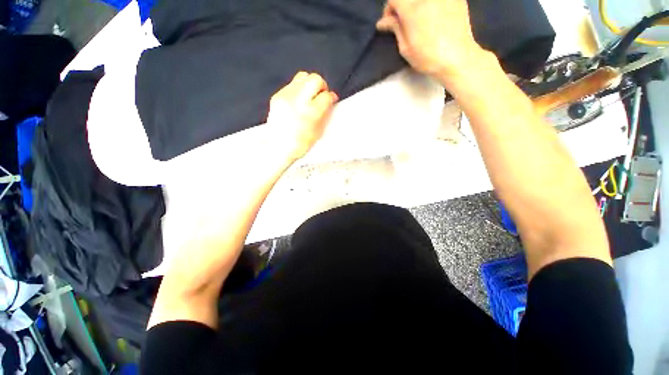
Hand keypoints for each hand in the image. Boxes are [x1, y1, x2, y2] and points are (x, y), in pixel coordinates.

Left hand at [267, 72, 337, 160]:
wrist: (278, 148)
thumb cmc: (300, 145)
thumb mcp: (318, 132)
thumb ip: (325, 114)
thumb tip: (330, 101)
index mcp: (310, 113)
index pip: (326, 96)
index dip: (331, 97)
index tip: (332, 99)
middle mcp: (297, 101)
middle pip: (315, 79)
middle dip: (322, 86)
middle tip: (321, 95)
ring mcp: (285, 96)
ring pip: (303, 76)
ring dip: (310, 84)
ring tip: (310, 96)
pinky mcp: (277, 96)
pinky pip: (292, 85)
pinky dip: (299, 90)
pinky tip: (299, 101)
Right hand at [376, 0, 485, 76]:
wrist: (457, 58)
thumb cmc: (428, 57)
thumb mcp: (405, 48)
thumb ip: (395, 29)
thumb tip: (383, 22)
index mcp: (412, 9)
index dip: (389, 10)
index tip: (391, 23)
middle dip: (403, 6)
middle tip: (404, 21)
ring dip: (417, 6)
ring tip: (420, 19)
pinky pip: (438, 0)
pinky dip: (432, 5)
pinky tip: (434, 16)